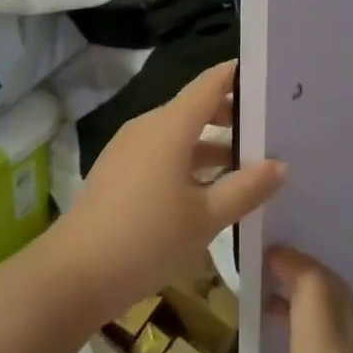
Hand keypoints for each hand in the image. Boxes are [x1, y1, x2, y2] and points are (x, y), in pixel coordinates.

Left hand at [46, 61, 284, 322]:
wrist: (72, 276)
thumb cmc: (147, 238)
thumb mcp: (206, 217)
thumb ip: (246, 188)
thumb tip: (280, 165)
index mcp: (170, 126)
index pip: (211, 84)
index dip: (239, 75)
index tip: (270, 78)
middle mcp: (148, 127)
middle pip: (196, 107)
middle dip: (231, 115)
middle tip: (270, 128)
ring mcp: (128, 149)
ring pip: (179, 134)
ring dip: (211, 145)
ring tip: (247, 164)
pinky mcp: (118, 172)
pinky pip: (161, 153)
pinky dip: (188, 160)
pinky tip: (207, 190)